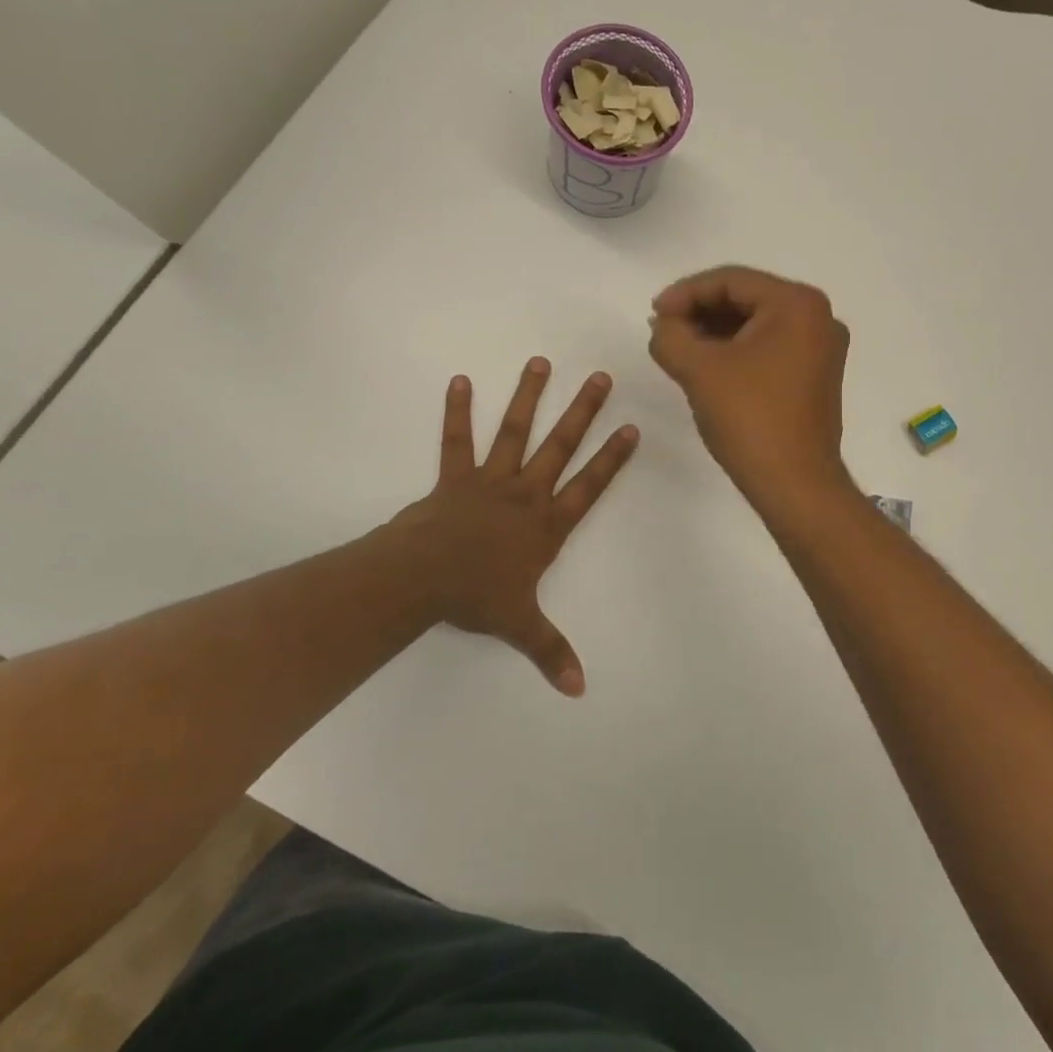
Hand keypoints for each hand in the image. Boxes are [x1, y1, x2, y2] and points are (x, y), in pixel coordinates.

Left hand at [395, 359, 638, 696]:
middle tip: (599, 377)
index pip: (589, 486)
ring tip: (539, 362)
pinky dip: (457, 411)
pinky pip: (457, 440)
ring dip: (528, 396)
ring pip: (514, 431)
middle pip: (560, 446)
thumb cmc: (475, 598)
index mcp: (546, 525)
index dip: (612, 459)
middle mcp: (525, 494)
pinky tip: (459, 381)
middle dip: (582, 411)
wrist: (422, 580)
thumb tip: (578, 689)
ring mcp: (490, 480)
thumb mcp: (520, 625)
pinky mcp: (455, 477)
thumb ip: (551, 651)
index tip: (630, 429)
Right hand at [647, 265, 851, 508]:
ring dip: (715, 332)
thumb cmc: (750, 419)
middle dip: (700, 312)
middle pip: (746, 299)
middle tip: (663, 329)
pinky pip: (769, 349)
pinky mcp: (816, 377)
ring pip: (757, 325)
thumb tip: (664, 325)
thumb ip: (670, 336)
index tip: (653, 313)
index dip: (686, 293)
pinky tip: (706, 366)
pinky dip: (736, 352)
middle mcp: (819, 318)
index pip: (732, 281)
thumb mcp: (698, 370)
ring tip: (678, 348)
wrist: (795, 485)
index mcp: (798, 305)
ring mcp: (821, 349)